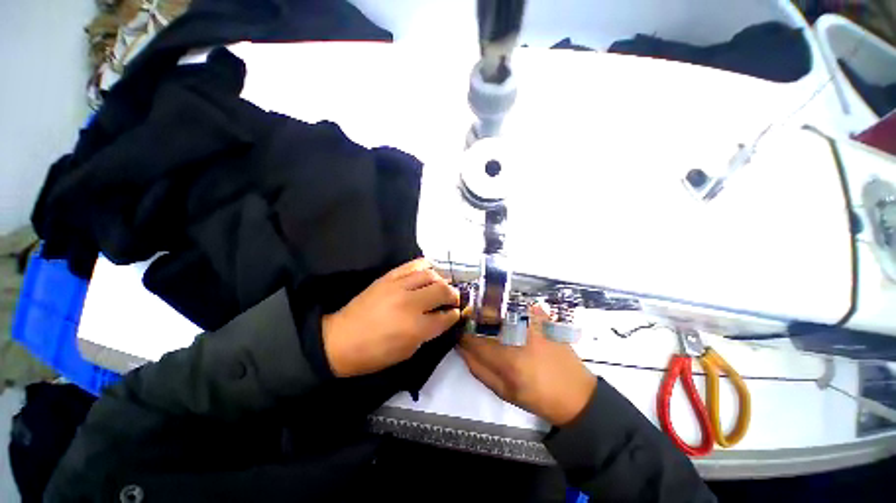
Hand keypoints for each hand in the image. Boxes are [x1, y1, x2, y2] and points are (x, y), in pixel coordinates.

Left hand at [322, 259, 460, 376]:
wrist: (341, 340)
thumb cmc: (375, 353)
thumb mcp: (407, 351)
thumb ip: (428, 333)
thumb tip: (442, 318)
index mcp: (416, 328)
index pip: (445, 317)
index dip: (454, 315)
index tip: (456, 313)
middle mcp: (411, 303)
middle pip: (442, 290)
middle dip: (453, 295)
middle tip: (454, 299)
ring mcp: (399, 287)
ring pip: (430, 275)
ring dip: (441, 279)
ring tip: (443, 284)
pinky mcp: (388, 278)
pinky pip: (412, 265)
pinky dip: (425, 265)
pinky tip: (430, 270)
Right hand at [458, 306, 596, 425]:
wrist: (576, 393)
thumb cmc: (537, 396)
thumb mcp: (503, 390)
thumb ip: (477, 367)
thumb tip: (461, 348)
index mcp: (508, 358)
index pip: (472, 339)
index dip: (463, 337)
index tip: (460, 337)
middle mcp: (518, 334)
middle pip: (483, 316)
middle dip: (473, 321)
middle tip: (473, 328)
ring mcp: (531, 320)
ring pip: (498, 307)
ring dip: (489, 314)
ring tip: (493, 326)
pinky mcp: (542, 315)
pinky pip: (516, 305)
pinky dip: (508, 309)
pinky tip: (511, 321)